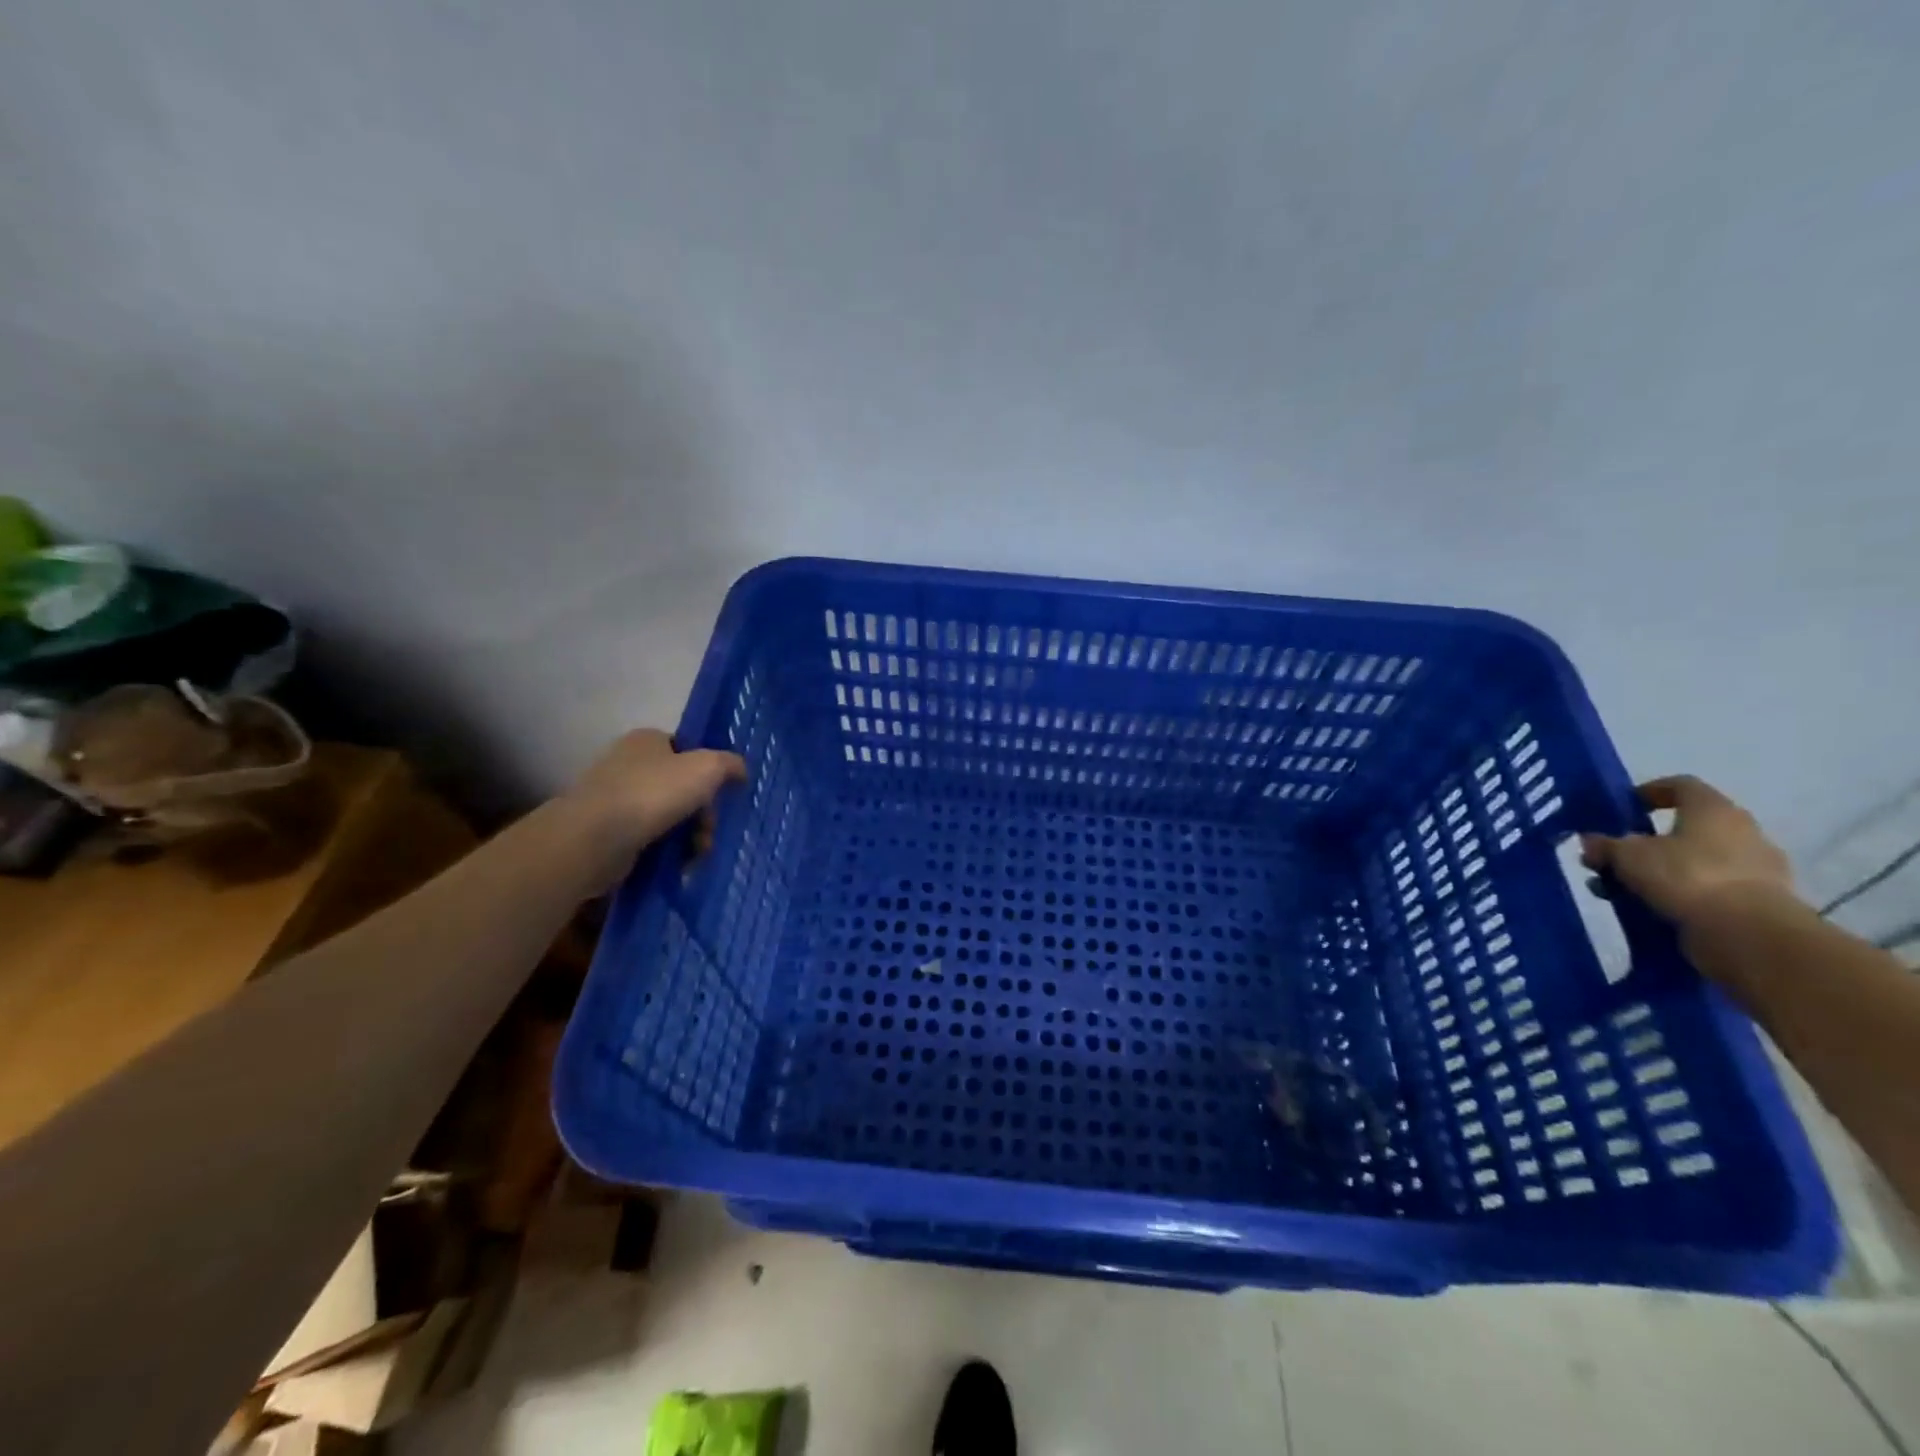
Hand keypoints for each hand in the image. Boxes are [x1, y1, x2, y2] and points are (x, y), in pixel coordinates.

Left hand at [563, 729, 746, 874]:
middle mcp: (627, 763)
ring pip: (667, 815)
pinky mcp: (607, 831)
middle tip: (710, 832)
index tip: (722, 795)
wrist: (595, 838)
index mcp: (647, 740)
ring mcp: (614, 798)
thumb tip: (741, 770)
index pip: (686, 749)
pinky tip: (678, 865)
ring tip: (697, 855)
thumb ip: (730, 764)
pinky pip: (648, 839)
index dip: (708, 771)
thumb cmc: (653, 793)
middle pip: (681, 786)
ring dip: (689, 836)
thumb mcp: (707, 769)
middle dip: (702, 812)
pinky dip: (666, 851)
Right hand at [1580, 775, 1796, 928]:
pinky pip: (1709, 890)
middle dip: (1648, 842)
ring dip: (1660, 872)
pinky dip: (1680, 896)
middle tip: (1615, 857)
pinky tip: (1652, 909)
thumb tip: (1593, 842)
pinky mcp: (1759, 902)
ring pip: (1695, 862)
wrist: (1749, 934)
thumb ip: (1606, 846)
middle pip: (1687, 828)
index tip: (1624, 808)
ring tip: (1623, 890)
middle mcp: (1742, 831)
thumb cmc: (1686, 876)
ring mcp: (1757, 868)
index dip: (1649, 792)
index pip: (1681, 785)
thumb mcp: (1627, 856)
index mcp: (1714, 809)